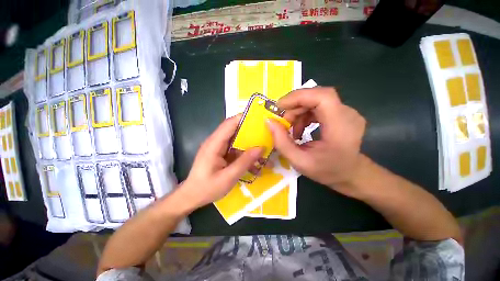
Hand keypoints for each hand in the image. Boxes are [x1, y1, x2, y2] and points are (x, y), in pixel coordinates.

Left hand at [177, 115, 263, 210]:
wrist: (191, 196)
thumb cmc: (207, 188)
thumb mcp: (228, 177)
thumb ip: (244, 162)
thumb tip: (261, 148)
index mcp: (214, 144)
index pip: (229, 124)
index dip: (244, 118)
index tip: (260, 119)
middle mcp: (215, 142)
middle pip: (234, 129)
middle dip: (250, 131)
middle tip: (266, 134)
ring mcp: (218, 147)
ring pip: (236, 139)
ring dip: (249, 143)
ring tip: (263, 148)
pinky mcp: (220, 153)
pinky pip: (235, 148)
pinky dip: (244, 152)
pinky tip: (254, 161)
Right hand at [267, 87, 365, 196]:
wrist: (350, 174)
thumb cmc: (327, 171)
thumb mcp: (299, 161)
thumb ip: (282, 142)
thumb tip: (269, 121)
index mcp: (340, 128)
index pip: (322, 97)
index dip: (299, 97)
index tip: (279, 106)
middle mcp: (348, 114)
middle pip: (317, 96)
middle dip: (295, 105)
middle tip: (283, 122)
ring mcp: (347, 112)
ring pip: (316, 100)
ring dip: (298, 111)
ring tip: (291, 129)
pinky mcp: (342, 113)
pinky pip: (319, 106)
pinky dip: (304, 114)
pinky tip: (300, 128)